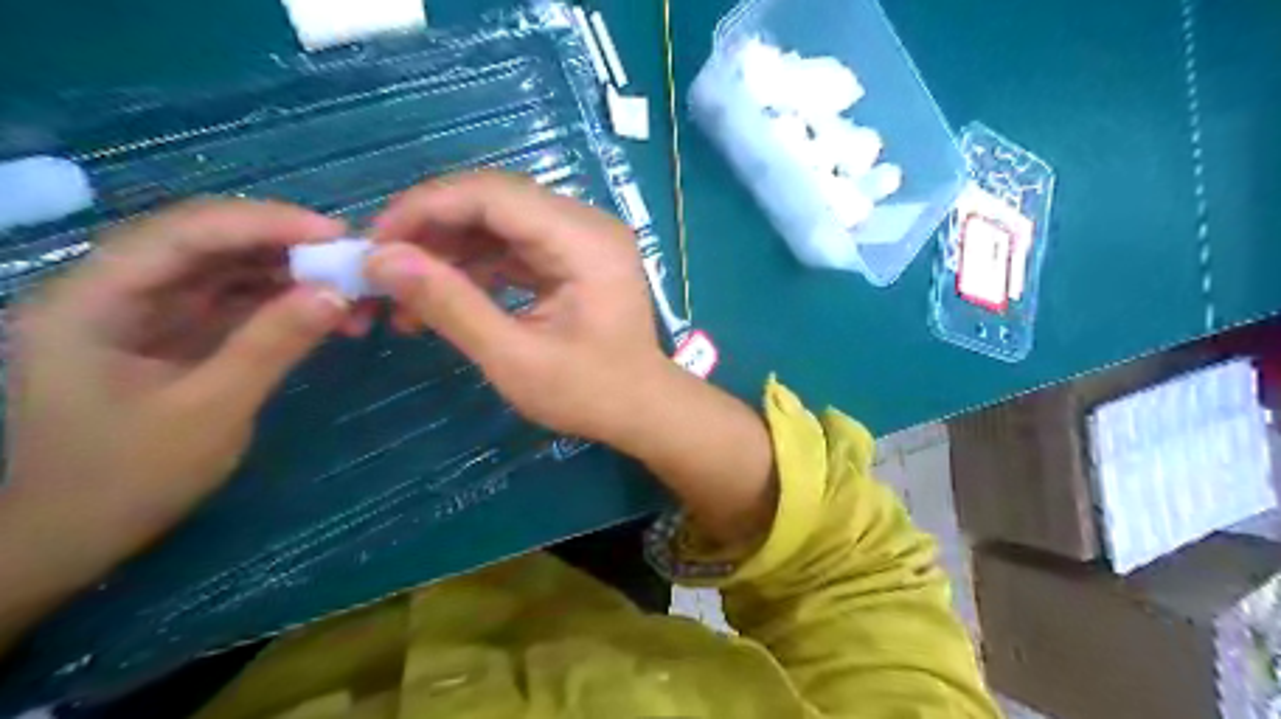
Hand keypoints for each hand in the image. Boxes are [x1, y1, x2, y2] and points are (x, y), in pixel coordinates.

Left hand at [0, 199, 348, 580]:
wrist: (76, 537)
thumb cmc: (128, 479)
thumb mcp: (211, 411)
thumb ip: (273, 344)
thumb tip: (338, 292)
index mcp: (94, 300)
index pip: (184, 234)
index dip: (263, 223)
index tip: (335, 234)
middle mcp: (114, 291)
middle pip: (206, 242)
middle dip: (283, 245)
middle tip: (351, 258)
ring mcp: (145, 313)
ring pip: (226, 270)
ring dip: (289, 274)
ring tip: (348, 287)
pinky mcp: (174, 335)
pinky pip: (234, 302)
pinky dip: (281, 302)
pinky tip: (322, 311)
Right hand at [363, 171, 670, 442]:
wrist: (643, 408)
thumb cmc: (590, 393)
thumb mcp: (515, 359)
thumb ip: (450, 305)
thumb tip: (380, 260)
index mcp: (583, 240)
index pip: (492, 194)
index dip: (425, 208)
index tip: (374, 242)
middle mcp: (586, 224)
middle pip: (493, 202)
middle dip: (431, 230)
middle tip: (383, 269)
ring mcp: (581, 238)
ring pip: (498, 223)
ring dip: (449, 252)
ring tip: (404, 295)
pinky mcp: (573, 257)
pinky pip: (513, 246)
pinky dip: (475, 267)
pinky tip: (442, 296)